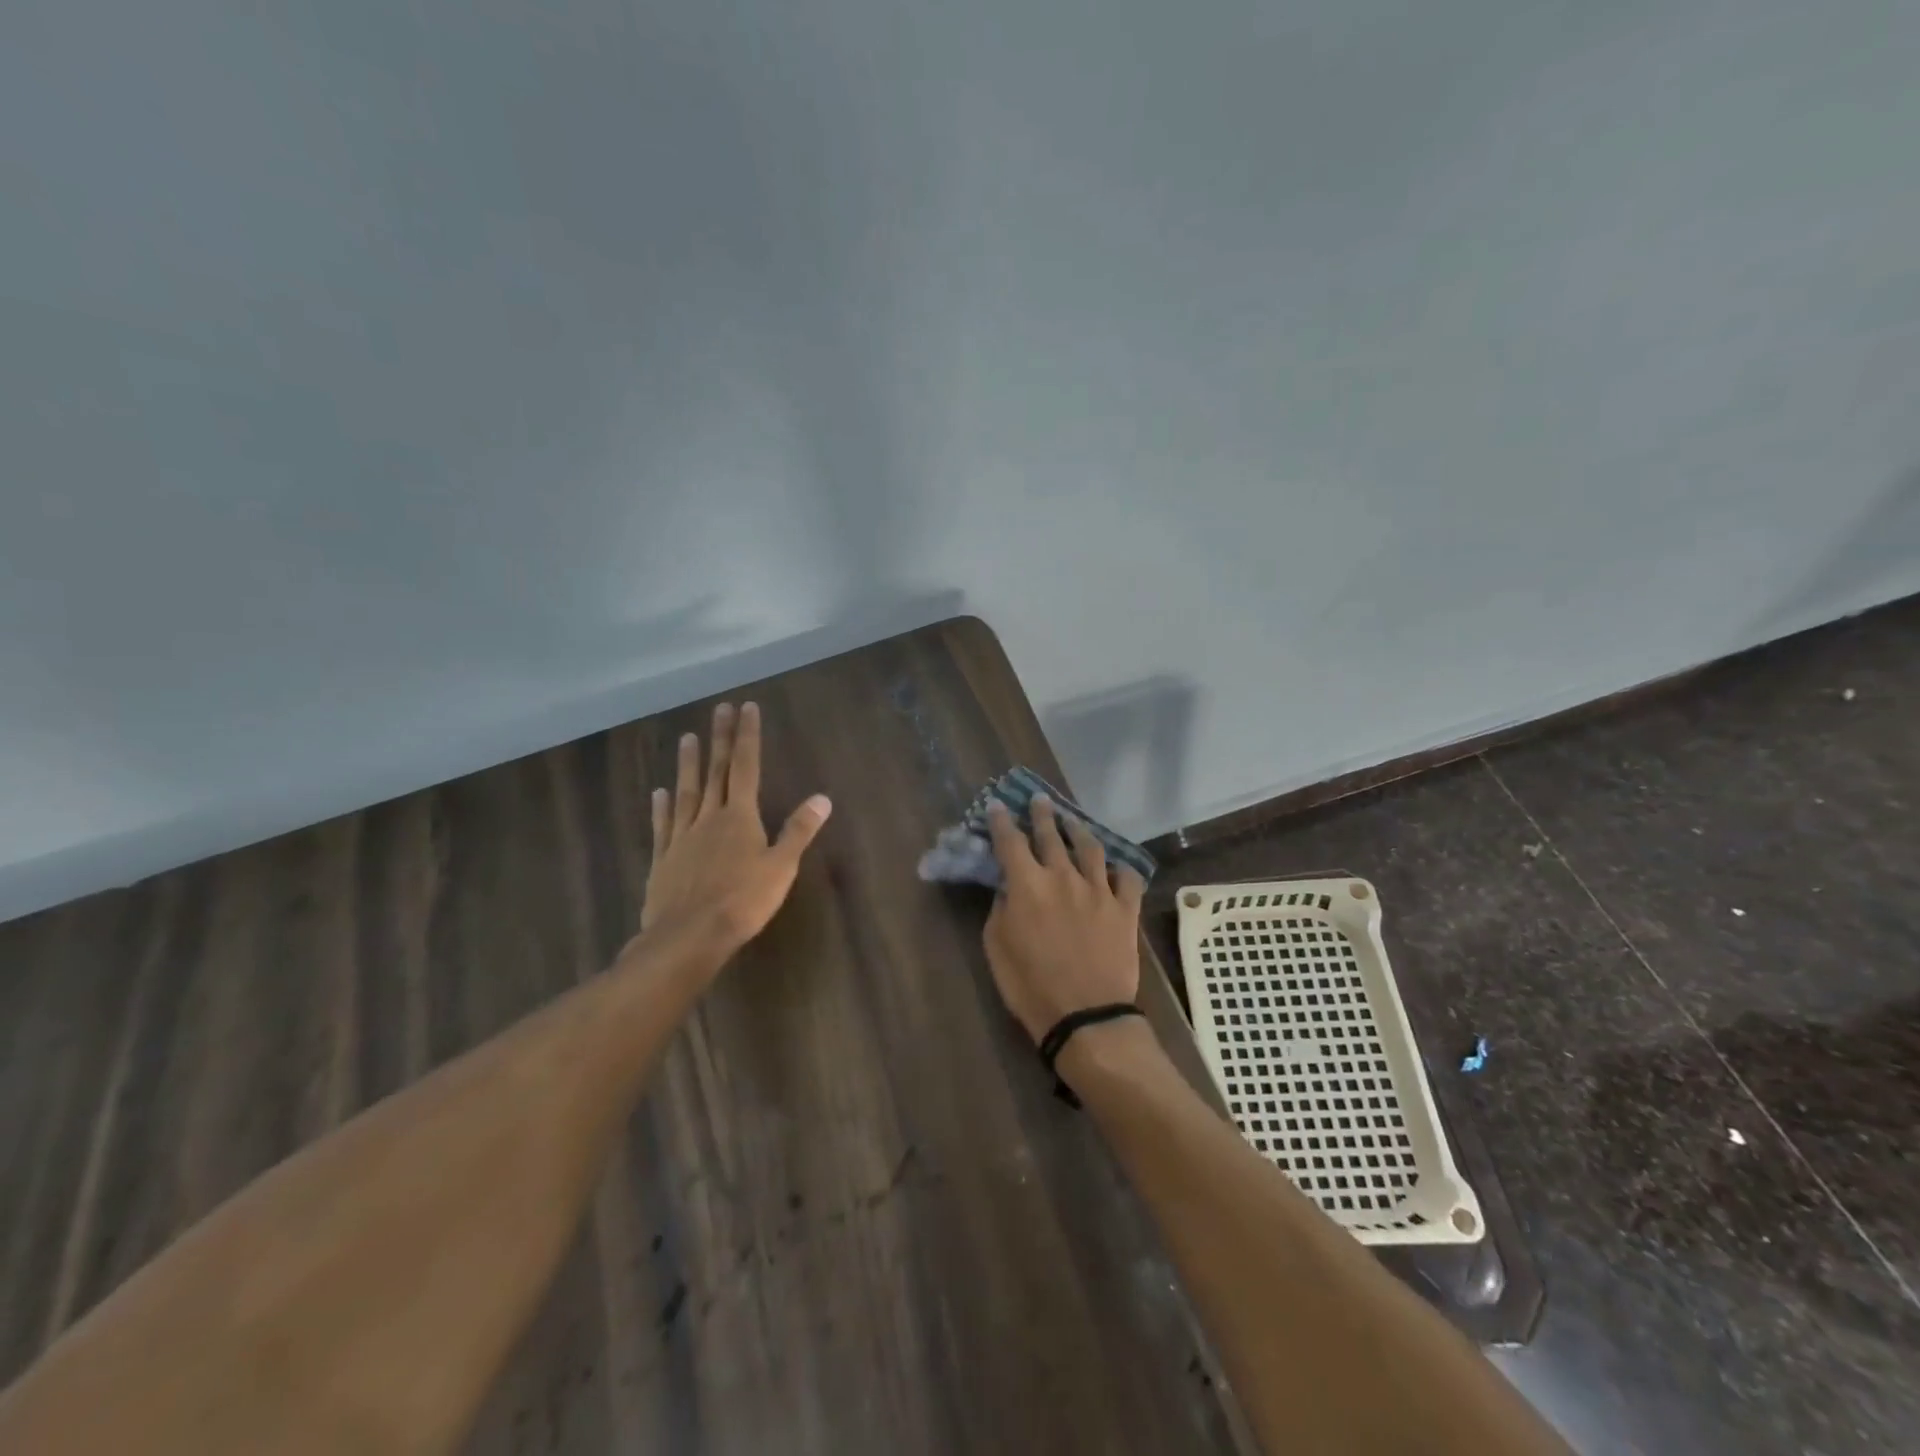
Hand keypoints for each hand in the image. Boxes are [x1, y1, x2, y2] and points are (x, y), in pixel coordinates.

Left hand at [640, 702, 832, 960]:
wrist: (689, 936)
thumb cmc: (743, 902)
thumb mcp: (781, 867)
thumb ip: (798, 831)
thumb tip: (822, 798)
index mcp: (740, 817)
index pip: (747, 767)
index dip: (747, 737)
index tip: (746, 708)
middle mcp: (709, 818)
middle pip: (717, 772)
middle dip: (720, 739)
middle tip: (719, 709)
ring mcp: (682, 837)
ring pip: (687, 792)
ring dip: (689, 764)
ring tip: (687, 737)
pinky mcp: (664, 859)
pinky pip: (664, 825)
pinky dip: (663, 807)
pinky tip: (659, 792)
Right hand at [983, 793, 1145, 1043]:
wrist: (1086, 1015)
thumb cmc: (1031, 986)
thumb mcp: (997, 947)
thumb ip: (1000, 908)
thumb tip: (1008, 887)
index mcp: (1027, 885)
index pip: (1009, 841)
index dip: (1001, 821)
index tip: (997, 805)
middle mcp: (1063, 876)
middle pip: (1051, 835)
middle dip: (1042, 814)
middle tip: (1039, 800)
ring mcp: (1098, 890)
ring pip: (1090, 847)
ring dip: (1079, 829)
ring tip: (1073, 821)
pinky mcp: (1124, 908)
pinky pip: (1127, 878)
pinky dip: (1120, 868)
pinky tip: (1115, 866)